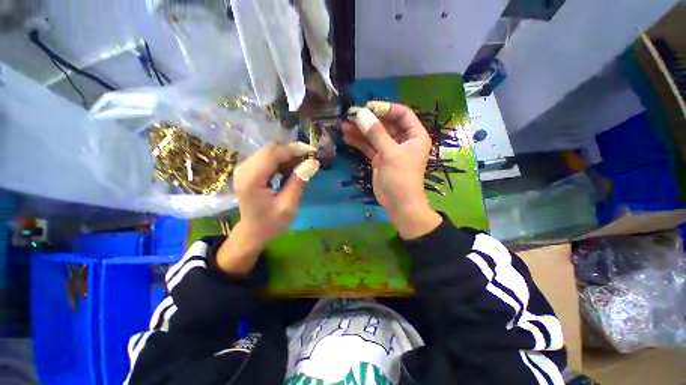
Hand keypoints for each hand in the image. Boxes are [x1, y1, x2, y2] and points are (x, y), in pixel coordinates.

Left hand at [216, 142, 319, 273]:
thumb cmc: (271, 223)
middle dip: (292, 151)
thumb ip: (299, 182)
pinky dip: (281, 160)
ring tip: (303, 164)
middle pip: (270, 150)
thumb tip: (313, 162)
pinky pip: (267, 158)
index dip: (293, 150)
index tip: (312, 152)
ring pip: (269, 152)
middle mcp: (244, 169)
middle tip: (310, 158)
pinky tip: (291, 169)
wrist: (252, 231)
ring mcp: (244, 168)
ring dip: (288, 156)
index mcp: (251, 179)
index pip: (272, 154)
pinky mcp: (248, 170)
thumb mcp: (288, 206)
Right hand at [342, 102, 441, 238]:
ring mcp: (390, 149)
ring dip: (360, 130)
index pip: (402, 114)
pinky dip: (359, 142)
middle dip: (369, 119)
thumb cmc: (401, 178)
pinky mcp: (380, 159)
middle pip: (386, 124)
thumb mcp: (390, 154)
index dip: (386, 108)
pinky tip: (347, 137)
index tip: (368, 107)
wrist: (398, 204)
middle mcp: (403, 140)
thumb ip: (376, 133)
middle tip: (350, 114)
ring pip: (375, 135)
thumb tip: (361, 114)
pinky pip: (369, 146)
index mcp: (414, 135)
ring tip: (344, 124)